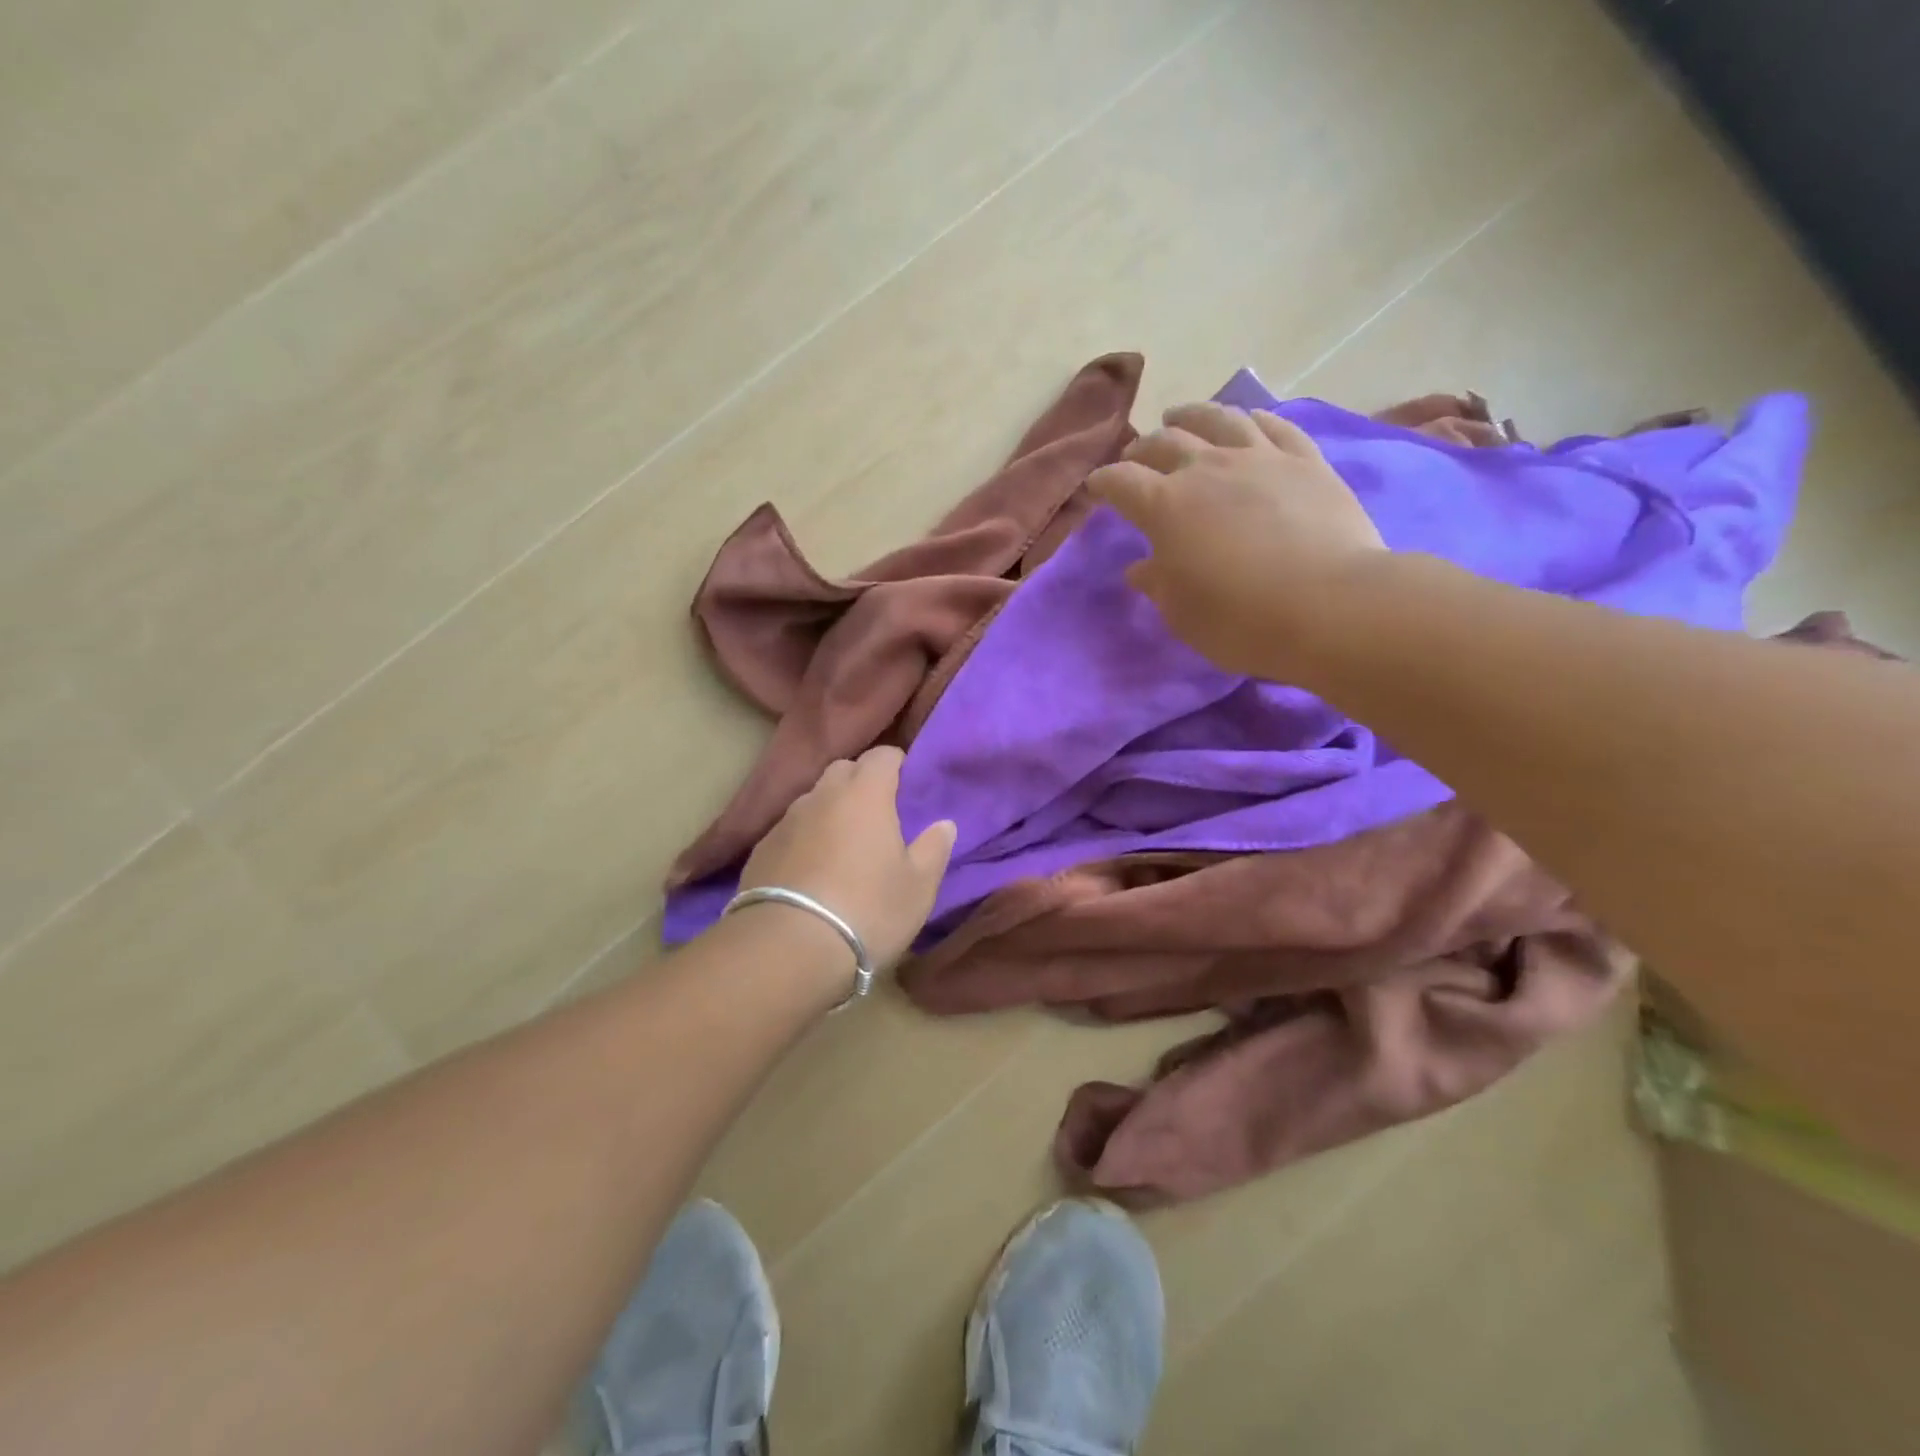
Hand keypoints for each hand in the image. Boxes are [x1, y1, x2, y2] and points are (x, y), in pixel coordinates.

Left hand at [738, 746, 956, 971]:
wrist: (787, 949)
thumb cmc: (868, 910)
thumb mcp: (918, 887)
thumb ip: (934, 849)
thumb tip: (944, 824)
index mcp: (865, 794)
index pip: (883, 755)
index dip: (897, 764)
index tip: (908, 785)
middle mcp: (822, 796)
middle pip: (843, 770)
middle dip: (862, 782)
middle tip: (879, 815)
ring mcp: (785, 821)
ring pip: (814, 800)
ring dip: (831, 812)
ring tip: (844, 846)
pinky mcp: (760, 850)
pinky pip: (791, 831)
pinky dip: (805, 839)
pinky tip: (812, 872)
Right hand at [1088, 401, 1386, 679]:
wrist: (1331, 606)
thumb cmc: (1241, 620)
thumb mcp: (1183, 614)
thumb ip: (1158, 584)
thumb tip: (1141, 567)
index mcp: (1166, 506)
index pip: (1121, 482)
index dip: (1104, 482)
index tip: (1095, 488)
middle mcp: (1207, 469)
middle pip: (1165, 443)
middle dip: (1142, 449)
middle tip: (1136, 458)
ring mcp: (1260, 458)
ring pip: (1218, 419)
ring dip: (1191, 416)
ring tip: (1180, 417)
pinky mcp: (1306, 461)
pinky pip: (1276, 426)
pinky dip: (1253, 419)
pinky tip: (1248, 420)